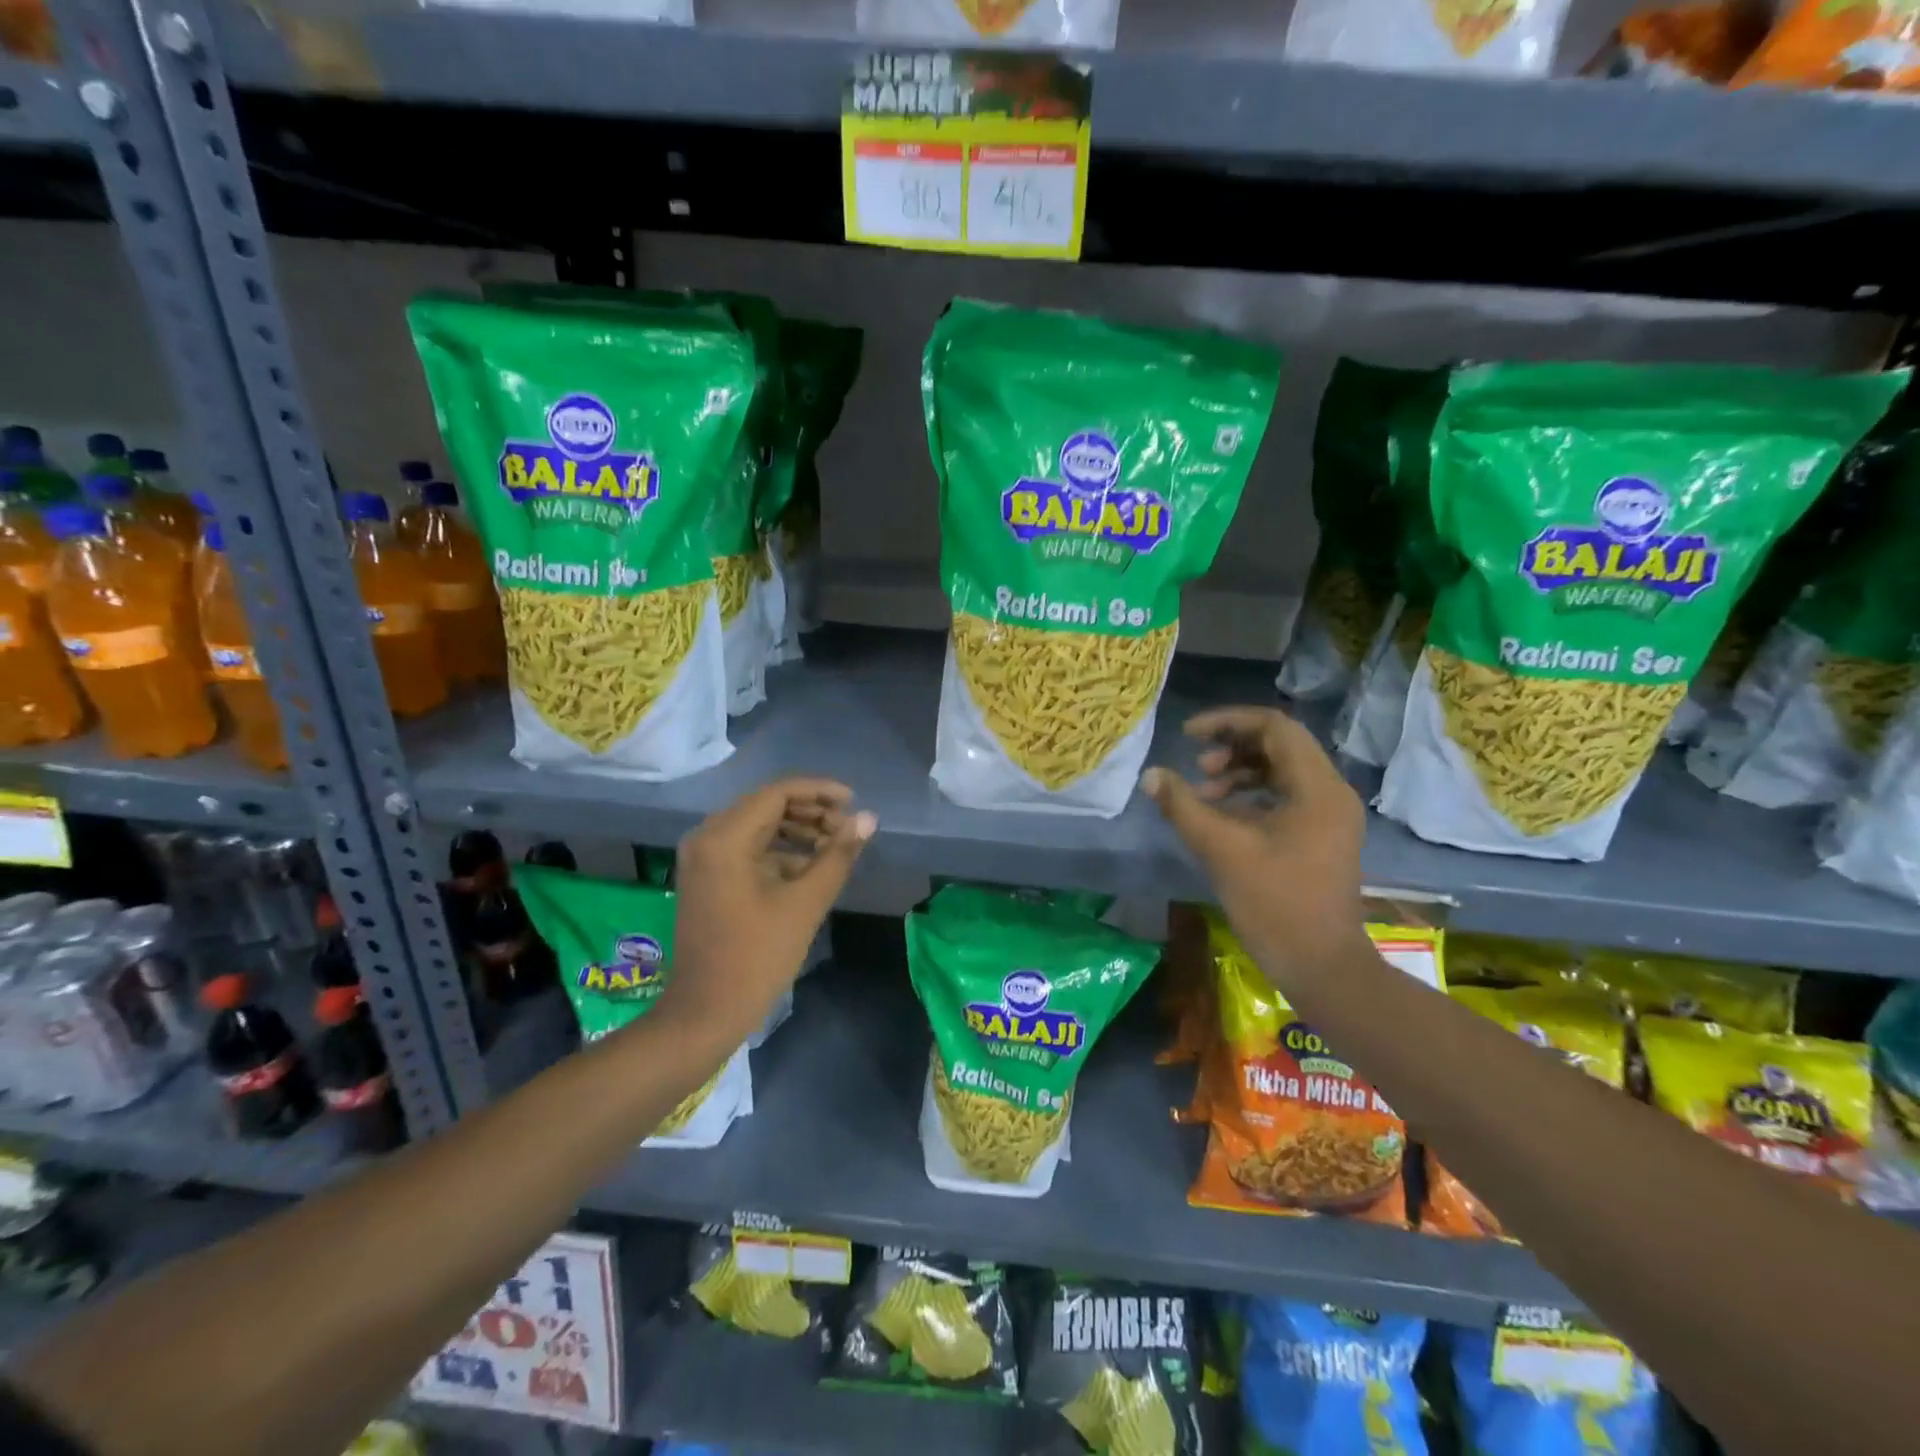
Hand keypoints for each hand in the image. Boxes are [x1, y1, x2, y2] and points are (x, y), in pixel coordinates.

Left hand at [659, 778, 875, 1047]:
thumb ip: (838, 855)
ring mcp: (703, 859)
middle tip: (848, 828)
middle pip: (766, 806)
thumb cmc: (757, 956)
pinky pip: (747, 848)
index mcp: (724, 838)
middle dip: (810, 812)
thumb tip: (868, 818)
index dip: (819, 792)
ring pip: (757, 826)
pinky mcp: (707, 878)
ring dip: (797, 831)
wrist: (706, 1013)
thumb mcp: (805, 903)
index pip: (777, 793)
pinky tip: (810, 868)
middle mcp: (707, 837)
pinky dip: (779, 851)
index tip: (854, 802)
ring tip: (835, 846)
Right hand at [1142, 707, 1366, 985]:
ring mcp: (1330, 815)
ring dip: (1239, 772)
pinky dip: (1252, 796)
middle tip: (1197, 768)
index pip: (1274, 726)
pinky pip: (1286, 796)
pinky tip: (1221, 814)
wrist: (1321, 966)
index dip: (1227, 722)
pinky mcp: (1322, 835)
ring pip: (1282, 770)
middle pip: (1280, 745)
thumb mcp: (1222, 850)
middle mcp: (1330, 792)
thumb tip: (1151, 776)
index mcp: (1317, 787)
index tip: (1188, 736)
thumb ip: (1183, 806)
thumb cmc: (1275, 905)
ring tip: (1203, 791)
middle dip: (1232, 748)